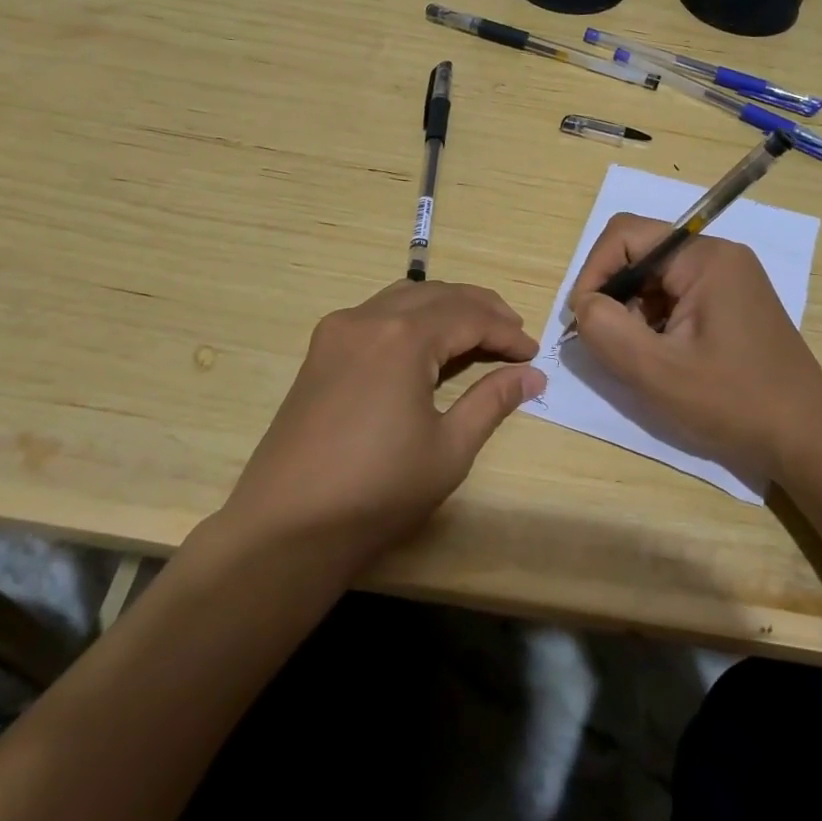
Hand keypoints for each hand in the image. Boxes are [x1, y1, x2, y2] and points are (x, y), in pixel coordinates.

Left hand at [223, 280, 543, 569]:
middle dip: (481, 309)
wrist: (288, 526)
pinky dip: (411, 316)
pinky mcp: (321, 349)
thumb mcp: (449, 448)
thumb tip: (532, 375)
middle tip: (513, 332)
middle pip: (438, 294)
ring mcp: (338, 330)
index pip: (470, 317)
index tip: (533, 353)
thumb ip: (492, 401)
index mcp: (403, 336)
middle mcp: (368, 317)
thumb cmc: (378, 490)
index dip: (506, 332)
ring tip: (477, 331)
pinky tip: (426, 342)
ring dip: (445, 306)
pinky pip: (377, 313)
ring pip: (405, 296)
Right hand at [567, 213, 821, 484]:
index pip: (625, 234)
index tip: (584, 319)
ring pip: (655, 279)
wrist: (808, 440)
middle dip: (614, 296)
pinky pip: (675, 297)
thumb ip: (606, 330)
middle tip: (608, 344)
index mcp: (705, 258)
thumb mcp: (658, 372)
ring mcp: (728, 280)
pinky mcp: (730, 304)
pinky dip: (655, 323)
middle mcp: (718, 257)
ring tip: (638, 358)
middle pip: (640, 255)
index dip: (593, 270)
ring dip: (633, 313)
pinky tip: (661, 360)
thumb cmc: (734, 403)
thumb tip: (584, 305)